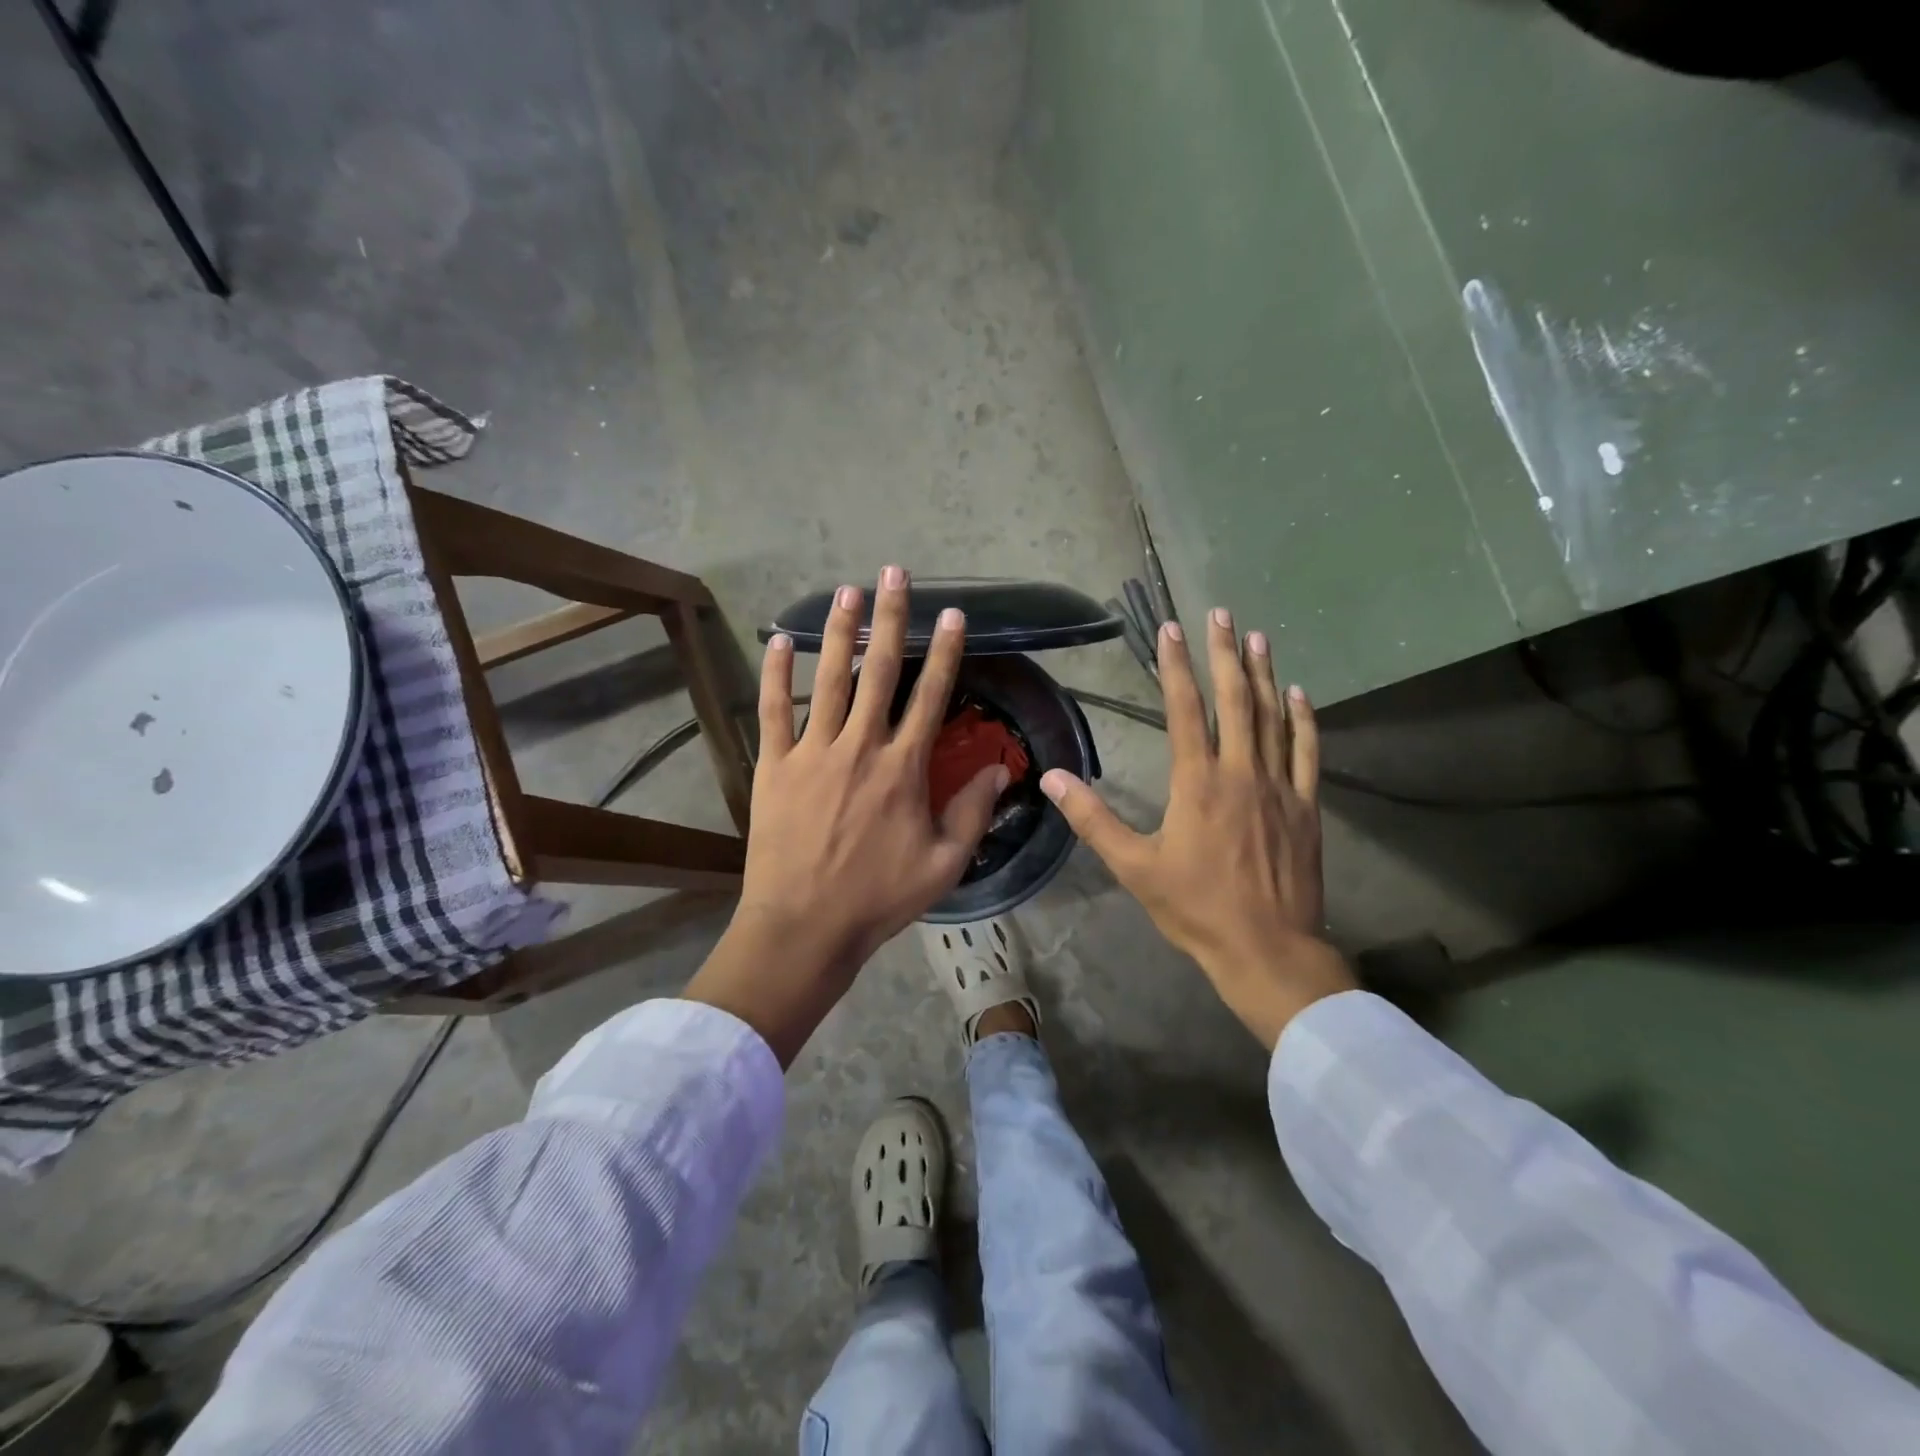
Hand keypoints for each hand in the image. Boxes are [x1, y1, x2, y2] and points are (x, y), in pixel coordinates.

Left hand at [684, 567, 1006, 1064]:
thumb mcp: (944, 864)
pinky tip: (778, 640)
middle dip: (891, 618)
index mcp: (903, 768)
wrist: (805, 926)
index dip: (945, 652)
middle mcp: (860, 747)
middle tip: (894, 573)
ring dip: (839, 631)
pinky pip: (772, 711)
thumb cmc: (879, 898)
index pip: (931, 696)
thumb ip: (974, 812)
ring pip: (828, 679)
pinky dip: (775, 674)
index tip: (953, 615)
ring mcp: (812, 752)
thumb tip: (1003, 769)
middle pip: (879, 672)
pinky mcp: (774, 766)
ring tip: (846, 590)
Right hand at [1040, 610, 1355, 1048]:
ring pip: (1272, 718)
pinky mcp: (1306, 807)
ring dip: (1264, 675)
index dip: (1177, 667)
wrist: (1267, 949)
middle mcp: (1241, 773)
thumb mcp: (1134, 867)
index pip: (1186, 710)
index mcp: (1197, 783)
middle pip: (1235, 700)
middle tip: (1221, 614)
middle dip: (1225, 654)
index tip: (1172, 630)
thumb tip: (1052, 779)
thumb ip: (1093, 819)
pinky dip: (1304, 720)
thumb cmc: (1196, 908)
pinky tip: (1300, 695)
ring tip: (1257, 637)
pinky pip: (1307, 753)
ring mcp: (1279, 787)